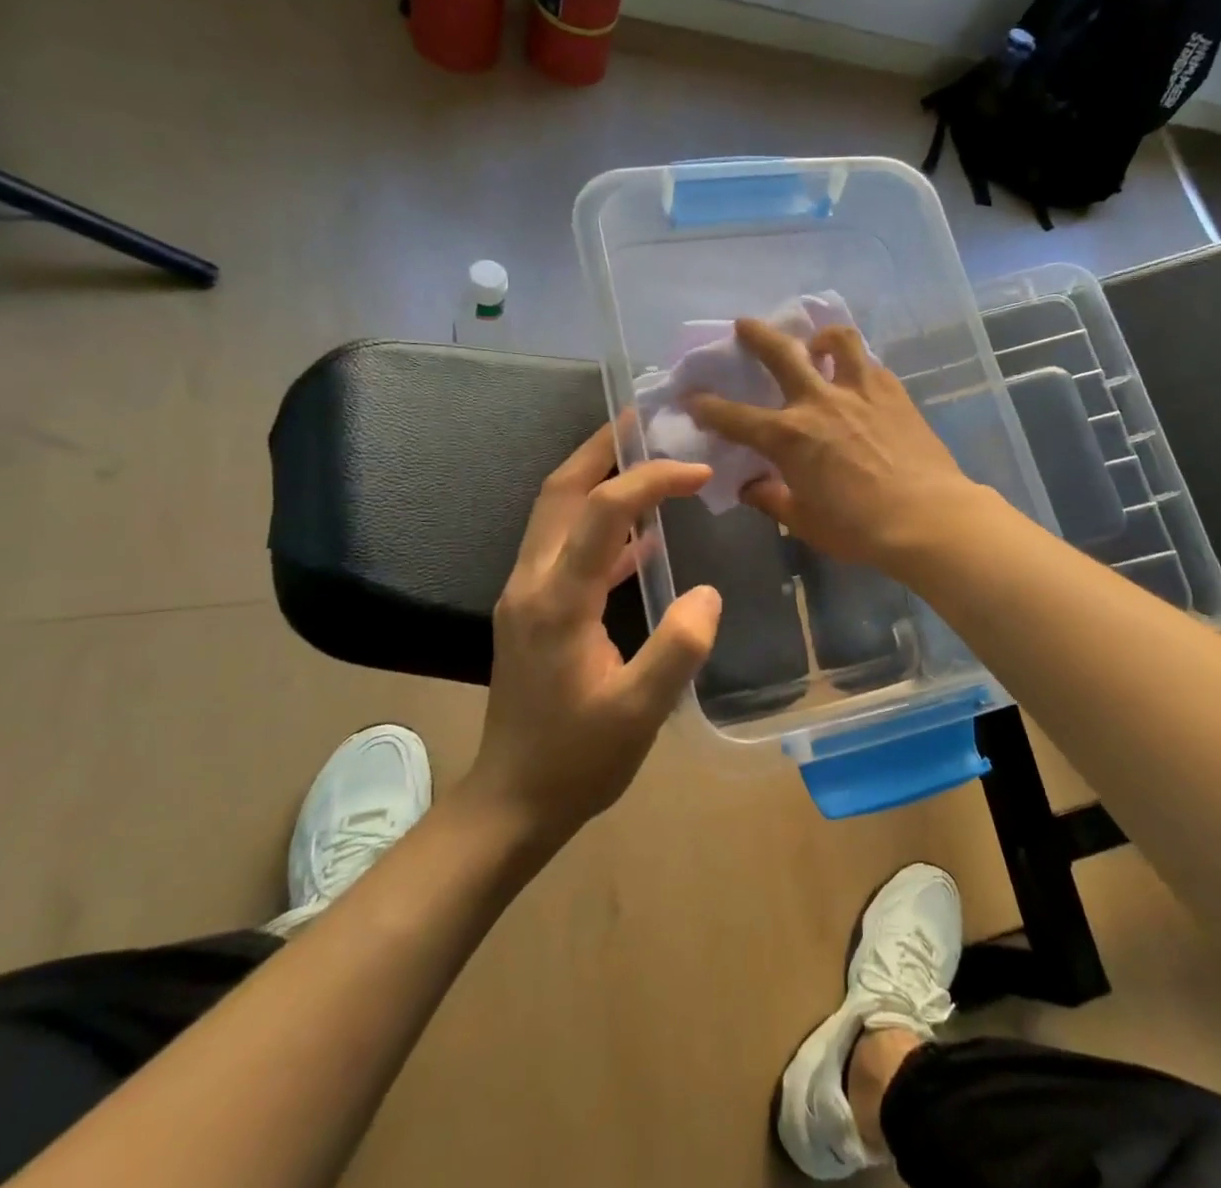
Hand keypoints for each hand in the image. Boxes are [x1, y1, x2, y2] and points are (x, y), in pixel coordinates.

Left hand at [474, 425, 721, 838]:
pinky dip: (599, 524)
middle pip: (559, 491)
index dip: (649, 480)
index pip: (602, 513)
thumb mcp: (640, 712)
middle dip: (601, 448)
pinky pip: (564, 545)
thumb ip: (678, 648)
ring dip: (595, 477)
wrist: (513, 800)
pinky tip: (641, 537)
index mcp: (557, 600)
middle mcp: (531, 582)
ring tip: (643, 457)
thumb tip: (706, 592)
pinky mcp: (532, 609)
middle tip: (645, 418)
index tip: (696, 472)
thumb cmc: (578, 759)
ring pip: (555, 512)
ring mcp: (525, 594)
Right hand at [686, 319, 986, 574]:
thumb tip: (750, 487)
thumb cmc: (858, 528)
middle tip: (744, 324)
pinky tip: (859, 379)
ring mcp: (859, 391)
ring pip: (837, 341)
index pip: (734, 417)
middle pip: (780, 353)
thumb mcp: (804, 521)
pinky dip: (857, 364)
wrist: (926, 518)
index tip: (693, 398)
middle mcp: (818, 402)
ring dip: (820, 336)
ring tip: (818, 343)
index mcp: (788, 437)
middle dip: (756, 335)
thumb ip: (771, 499)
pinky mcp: (894, 392)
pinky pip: (870, 364)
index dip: (708, 407)